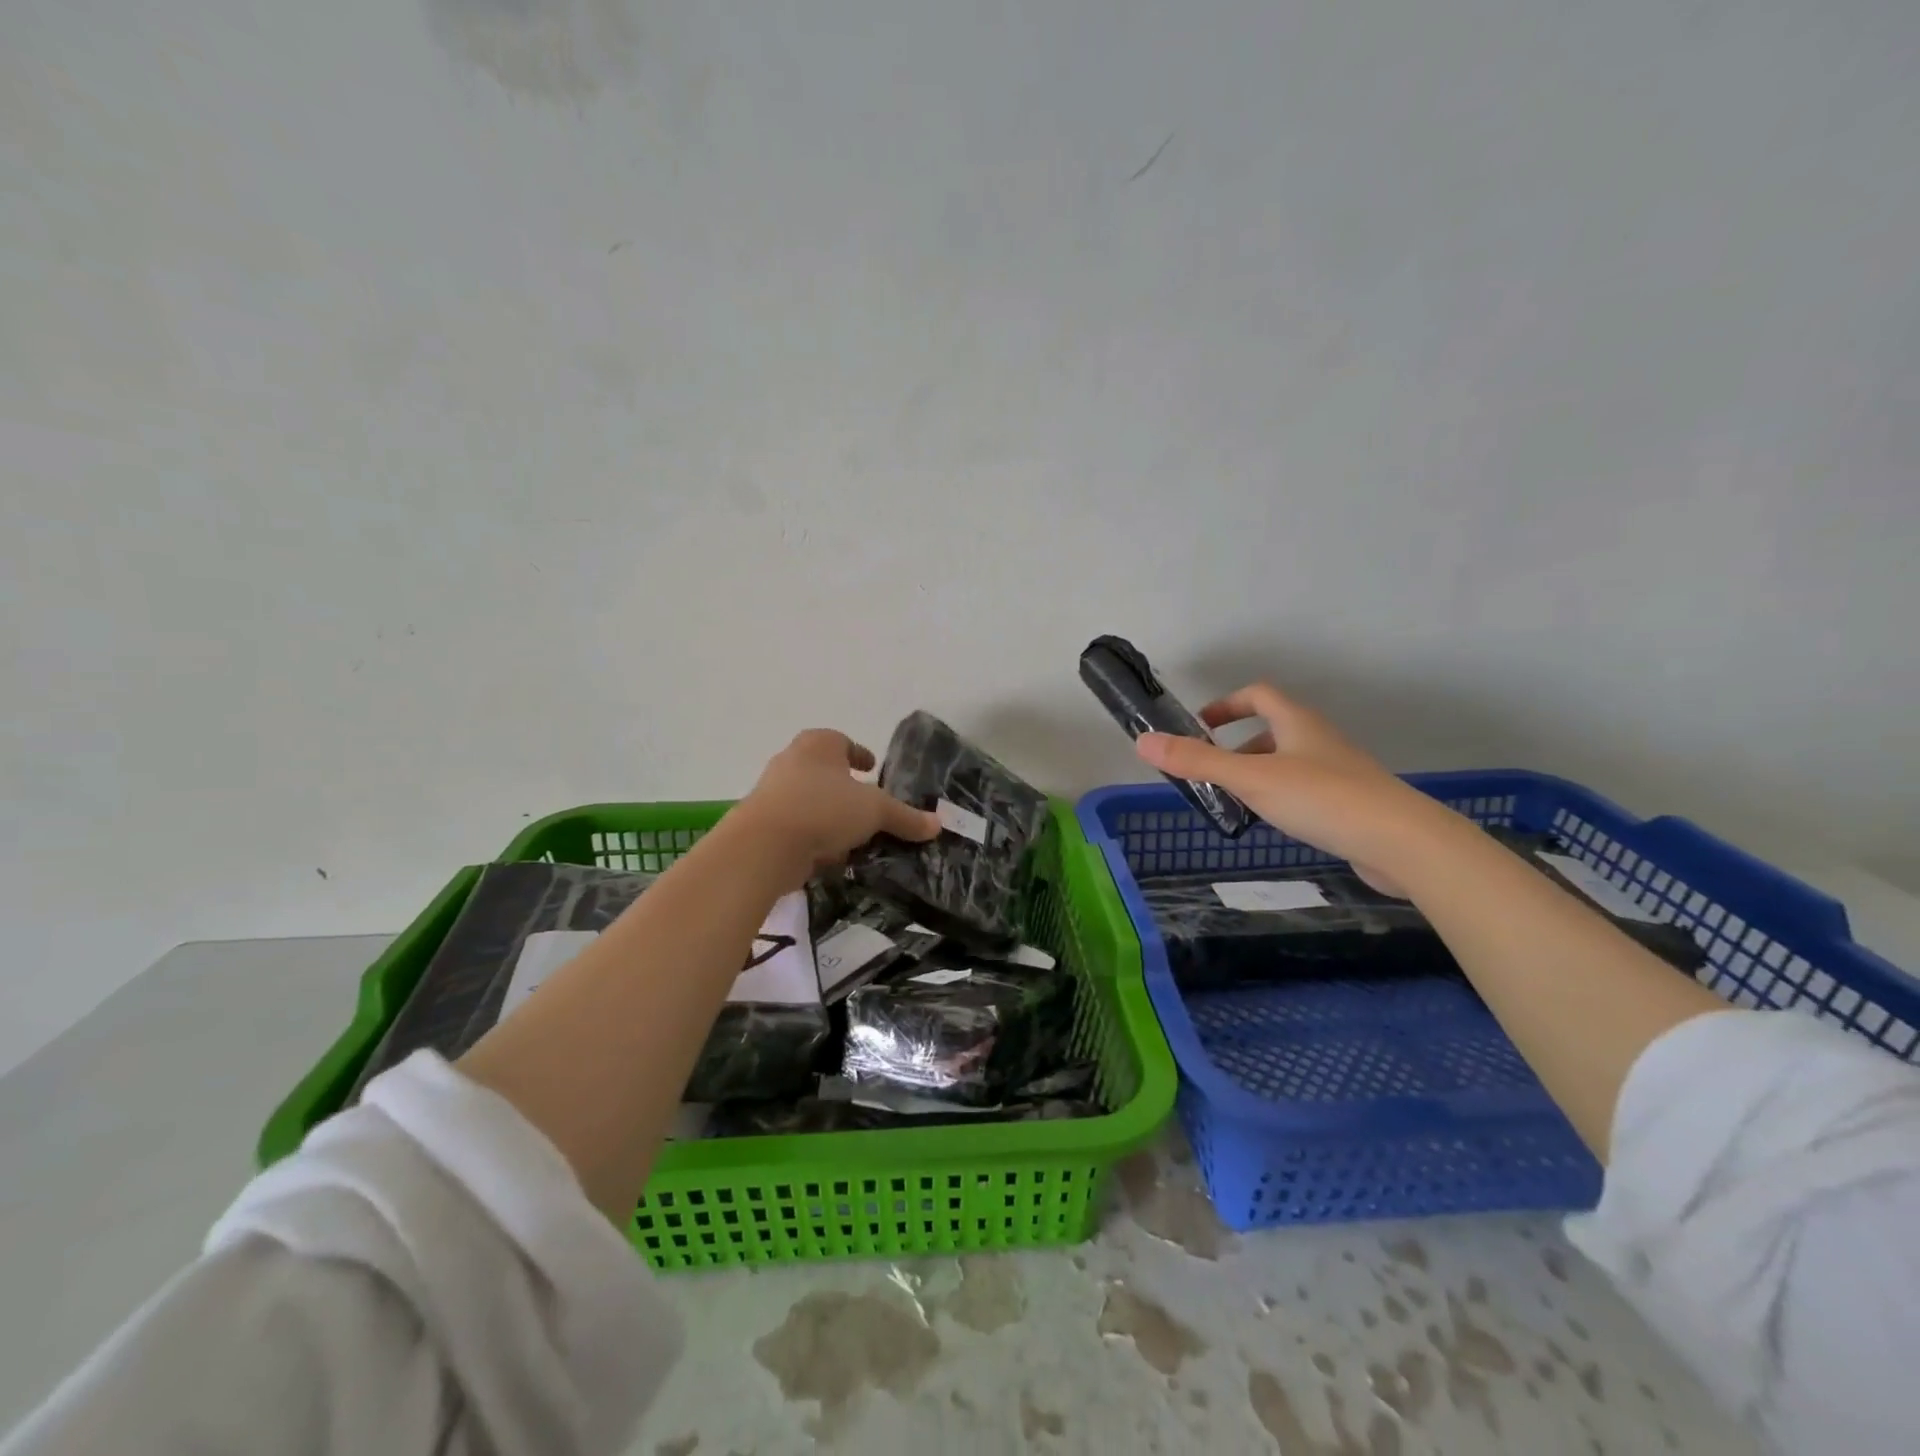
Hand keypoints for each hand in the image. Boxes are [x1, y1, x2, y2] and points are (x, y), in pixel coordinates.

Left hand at [735, 729, 940, 879]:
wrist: (764, 846)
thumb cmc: (824, 808)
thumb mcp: (875, 811)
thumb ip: (905, 817)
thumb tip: (937, 824)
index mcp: (818, 744)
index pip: (841, 741)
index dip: (859, 754)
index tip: (872, 769)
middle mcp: (791, 762)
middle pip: (824, 772)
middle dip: (845, 789)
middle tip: (868, 806)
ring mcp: (772, 794)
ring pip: (810, 802)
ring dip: (830, 816)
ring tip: (854, 837)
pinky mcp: (762, 825)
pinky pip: (797, 828)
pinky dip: (814, 838)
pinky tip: (831, 857)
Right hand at [1136, 682, 1439, 888]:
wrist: (1401, 842)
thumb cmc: (1321, 798)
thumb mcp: (1250, 778)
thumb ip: (1197, 761)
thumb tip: (1143, 741)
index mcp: (1296, 723)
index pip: (1258, 695)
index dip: (1226, 704)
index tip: (1200, 725)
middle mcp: (1319, 740)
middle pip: (1273, 729)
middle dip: (1237, 746)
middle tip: (1211, 772)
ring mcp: (1339, 771)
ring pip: (1289, 761)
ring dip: (1258, 773)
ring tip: (1236, 802)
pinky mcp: (1351, 803)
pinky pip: (1306, 789)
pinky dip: (1281, 797)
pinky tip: (1274, 823)